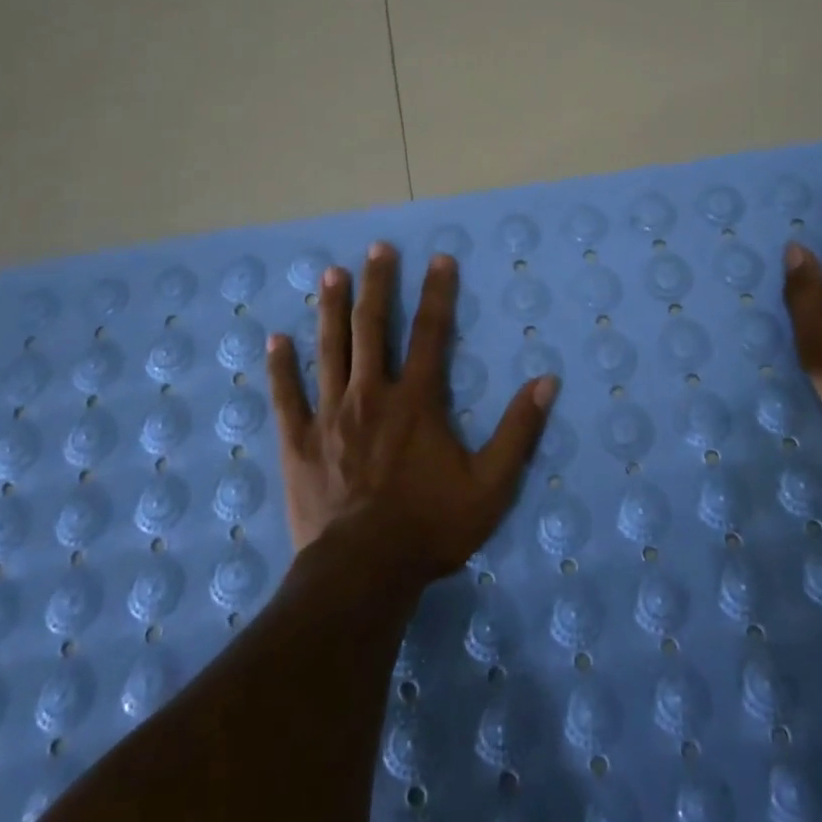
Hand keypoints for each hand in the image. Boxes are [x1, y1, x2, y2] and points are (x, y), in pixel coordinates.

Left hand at [266, 242, 558, 585]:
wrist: (364, 572)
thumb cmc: (431, 527)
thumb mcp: (491, 485)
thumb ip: (518, 431)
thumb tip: (546, 381)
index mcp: (417, 401)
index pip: (431, 333)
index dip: (438, 293)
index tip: (440, 259)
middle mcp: (371, 395)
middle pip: (373, 328)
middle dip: (377, 285)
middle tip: (377, 249)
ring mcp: (330, 415)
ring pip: (329, 350)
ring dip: (331, 309)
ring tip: (331, 273)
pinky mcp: (299, 442)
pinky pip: (287, 397)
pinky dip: (281, 367)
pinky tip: (275, 340)